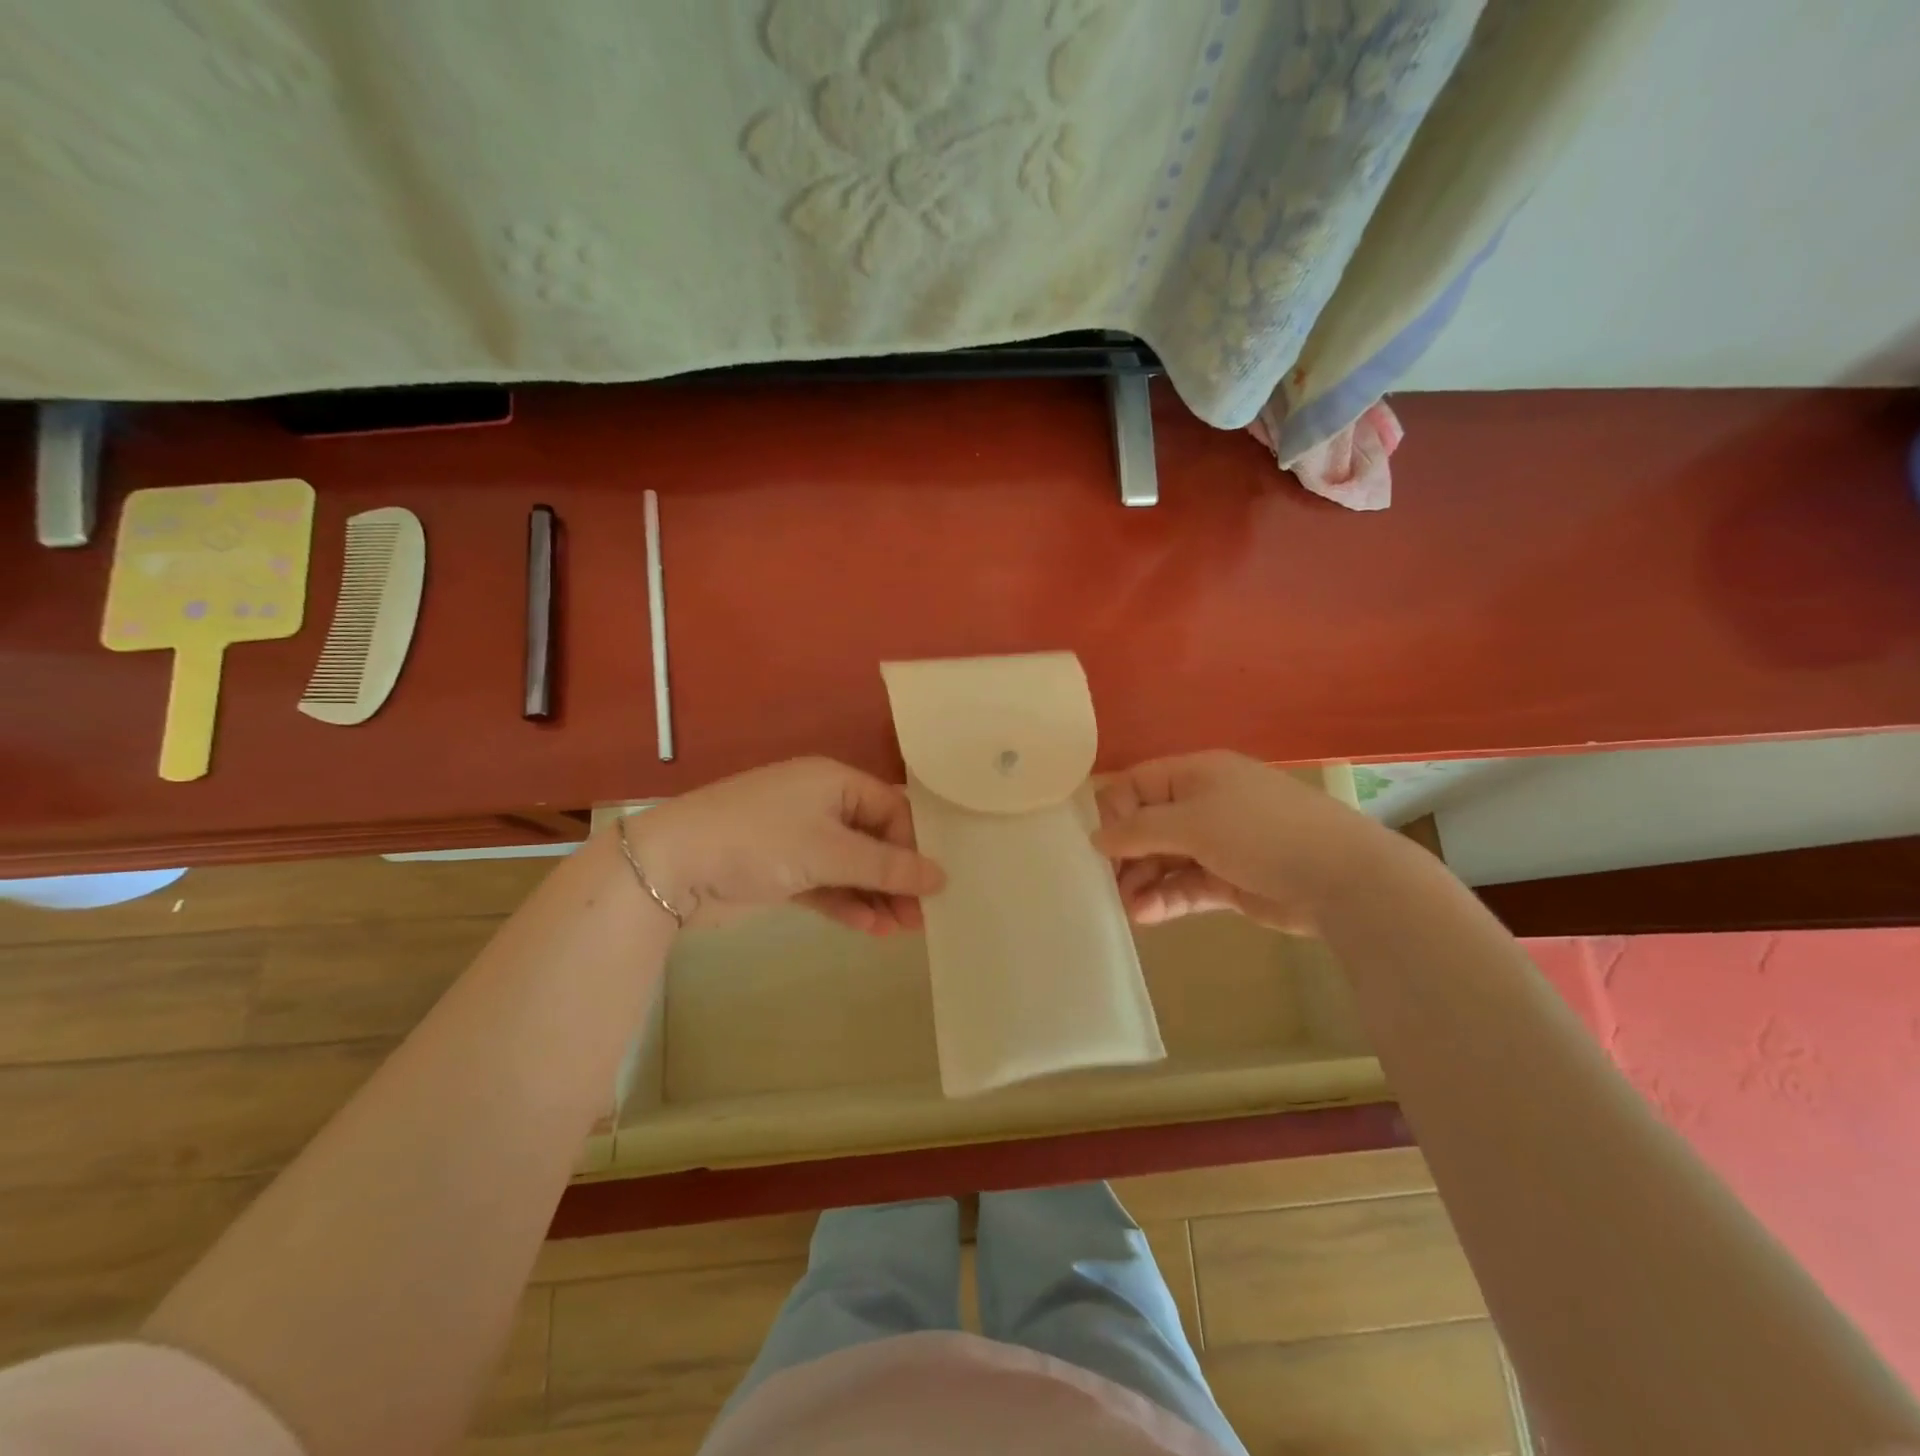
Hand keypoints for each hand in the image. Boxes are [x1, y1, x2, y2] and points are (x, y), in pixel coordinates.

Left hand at [621, 758, 944, 933]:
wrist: (673, 867)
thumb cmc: (760, 841)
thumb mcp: (829, 851)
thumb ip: (887, 867)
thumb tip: (941, 877)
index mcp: (834, 782)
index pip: (892, 809)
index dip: (914, 845)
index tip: (933, 885)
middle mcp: (820, 804)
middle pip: (874, 840)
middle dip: (897, 877)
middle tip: (921, 917)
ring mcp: (799, 838)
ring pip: (852, 867)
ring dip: (876, 896)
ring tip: (900, 930)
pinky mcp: (782, 870)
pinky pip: (827, 884)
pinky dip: (847, 904)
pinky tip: (870, 928)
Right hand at [1092, 750, 1386, 932]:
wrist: (1342, 878)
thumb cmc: (1260, 833)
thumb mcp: (1192, 823)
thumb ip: (1138, 830)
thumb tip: (1097, 838)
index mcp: (1196, 774)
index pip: (1137, 784)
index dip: (1115, 811)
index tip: (1104, 846)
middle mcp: (1204, 804)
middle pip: (1148, 824)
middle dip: (1127, 854)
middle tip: (1112, 883)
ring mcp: (1219, 843)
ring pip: (1164, 859)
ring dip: (1143, 881)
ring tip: (1131, 906)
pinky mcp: (1230, 880)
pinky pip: (1186, 885)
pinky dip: (1166, 899)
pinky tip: (1147, 915)